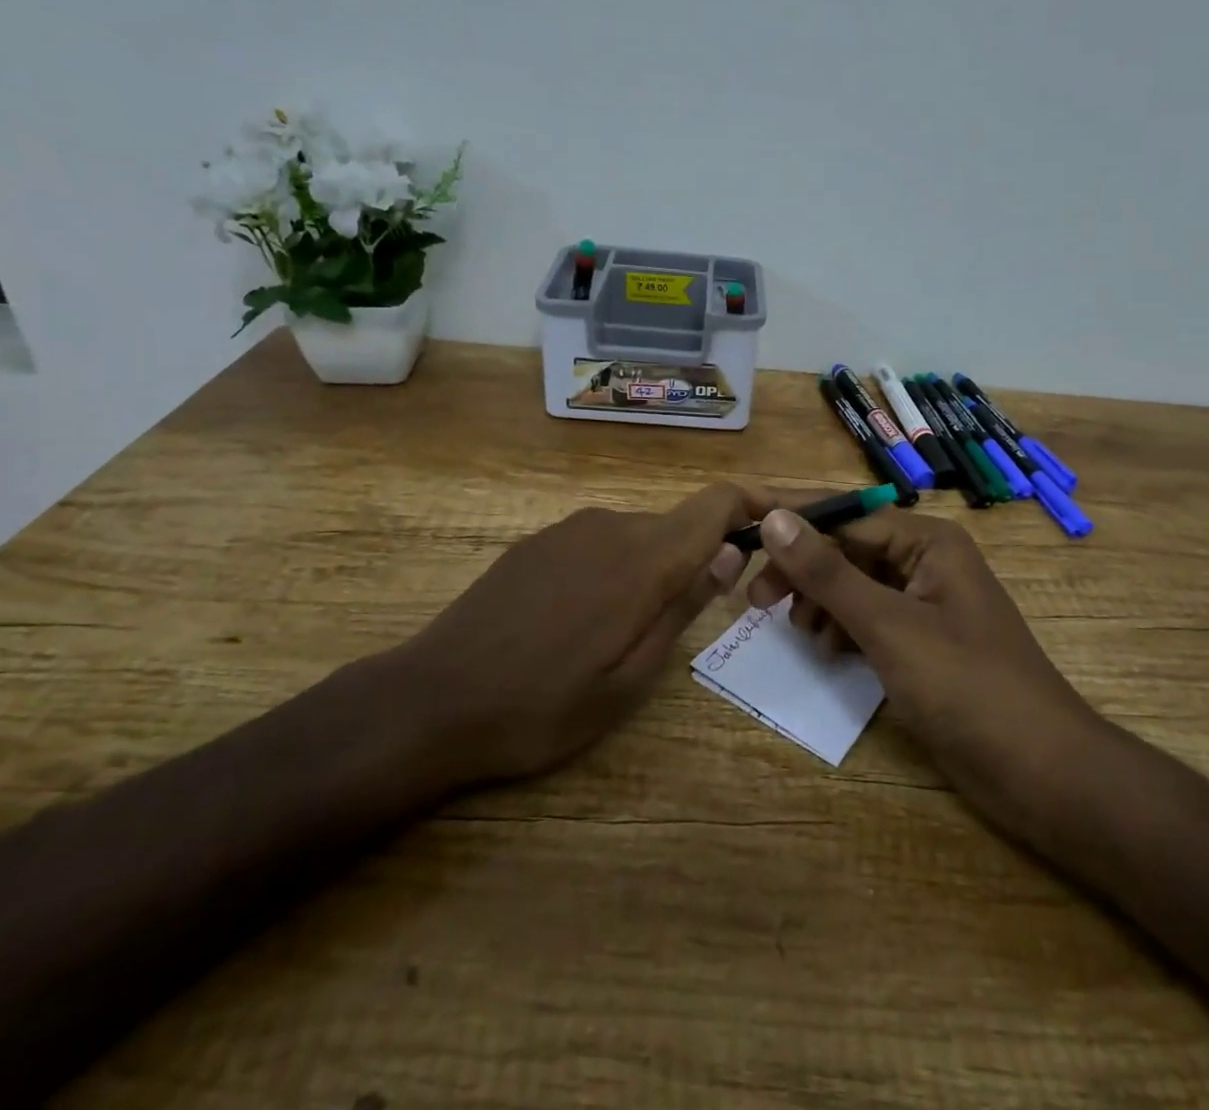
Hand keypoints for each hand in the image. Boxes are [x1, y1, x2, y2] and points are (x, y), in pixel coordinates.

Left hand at [396, 484, 748, 788]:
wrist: (433, 699)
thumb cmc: (542, 706)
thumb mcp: (630, 679)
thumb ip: (684, 607)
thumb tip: (729, 554)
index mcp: (642, 558)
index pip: (716, 502)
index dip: (754, 502)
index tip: (776, 524)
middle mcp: (610, 526)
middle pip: (679, 524)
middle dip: (703, 556)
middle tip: (702, 616)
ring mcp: (569, 530)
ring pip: (639, 535)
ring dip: (656, 568)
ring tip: (632, 632)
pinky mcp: (538, 542)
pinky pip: (600, 543)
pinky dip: (617, 568)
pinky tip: (584, 620)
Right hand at [743, 494, 1106, 826]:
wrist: (1043, 774)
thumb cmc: (967, 687)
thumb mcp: (888, 626)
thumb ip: (827, 573)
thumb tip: (774, 518)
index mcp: (928, 542)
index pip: (845, 517)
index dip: (793, 524)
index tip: (741, 529)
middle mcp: (927, 563)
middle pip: (848, 551)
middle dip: (803, 572)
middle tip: (756, 600)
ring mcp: (926, 606)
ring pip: (855, 588)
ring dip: (820, 603)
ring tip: (797, 630)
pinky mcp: (924, 646)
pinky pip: (870, 621)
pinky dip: (843, 630)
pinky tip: (827, 650)